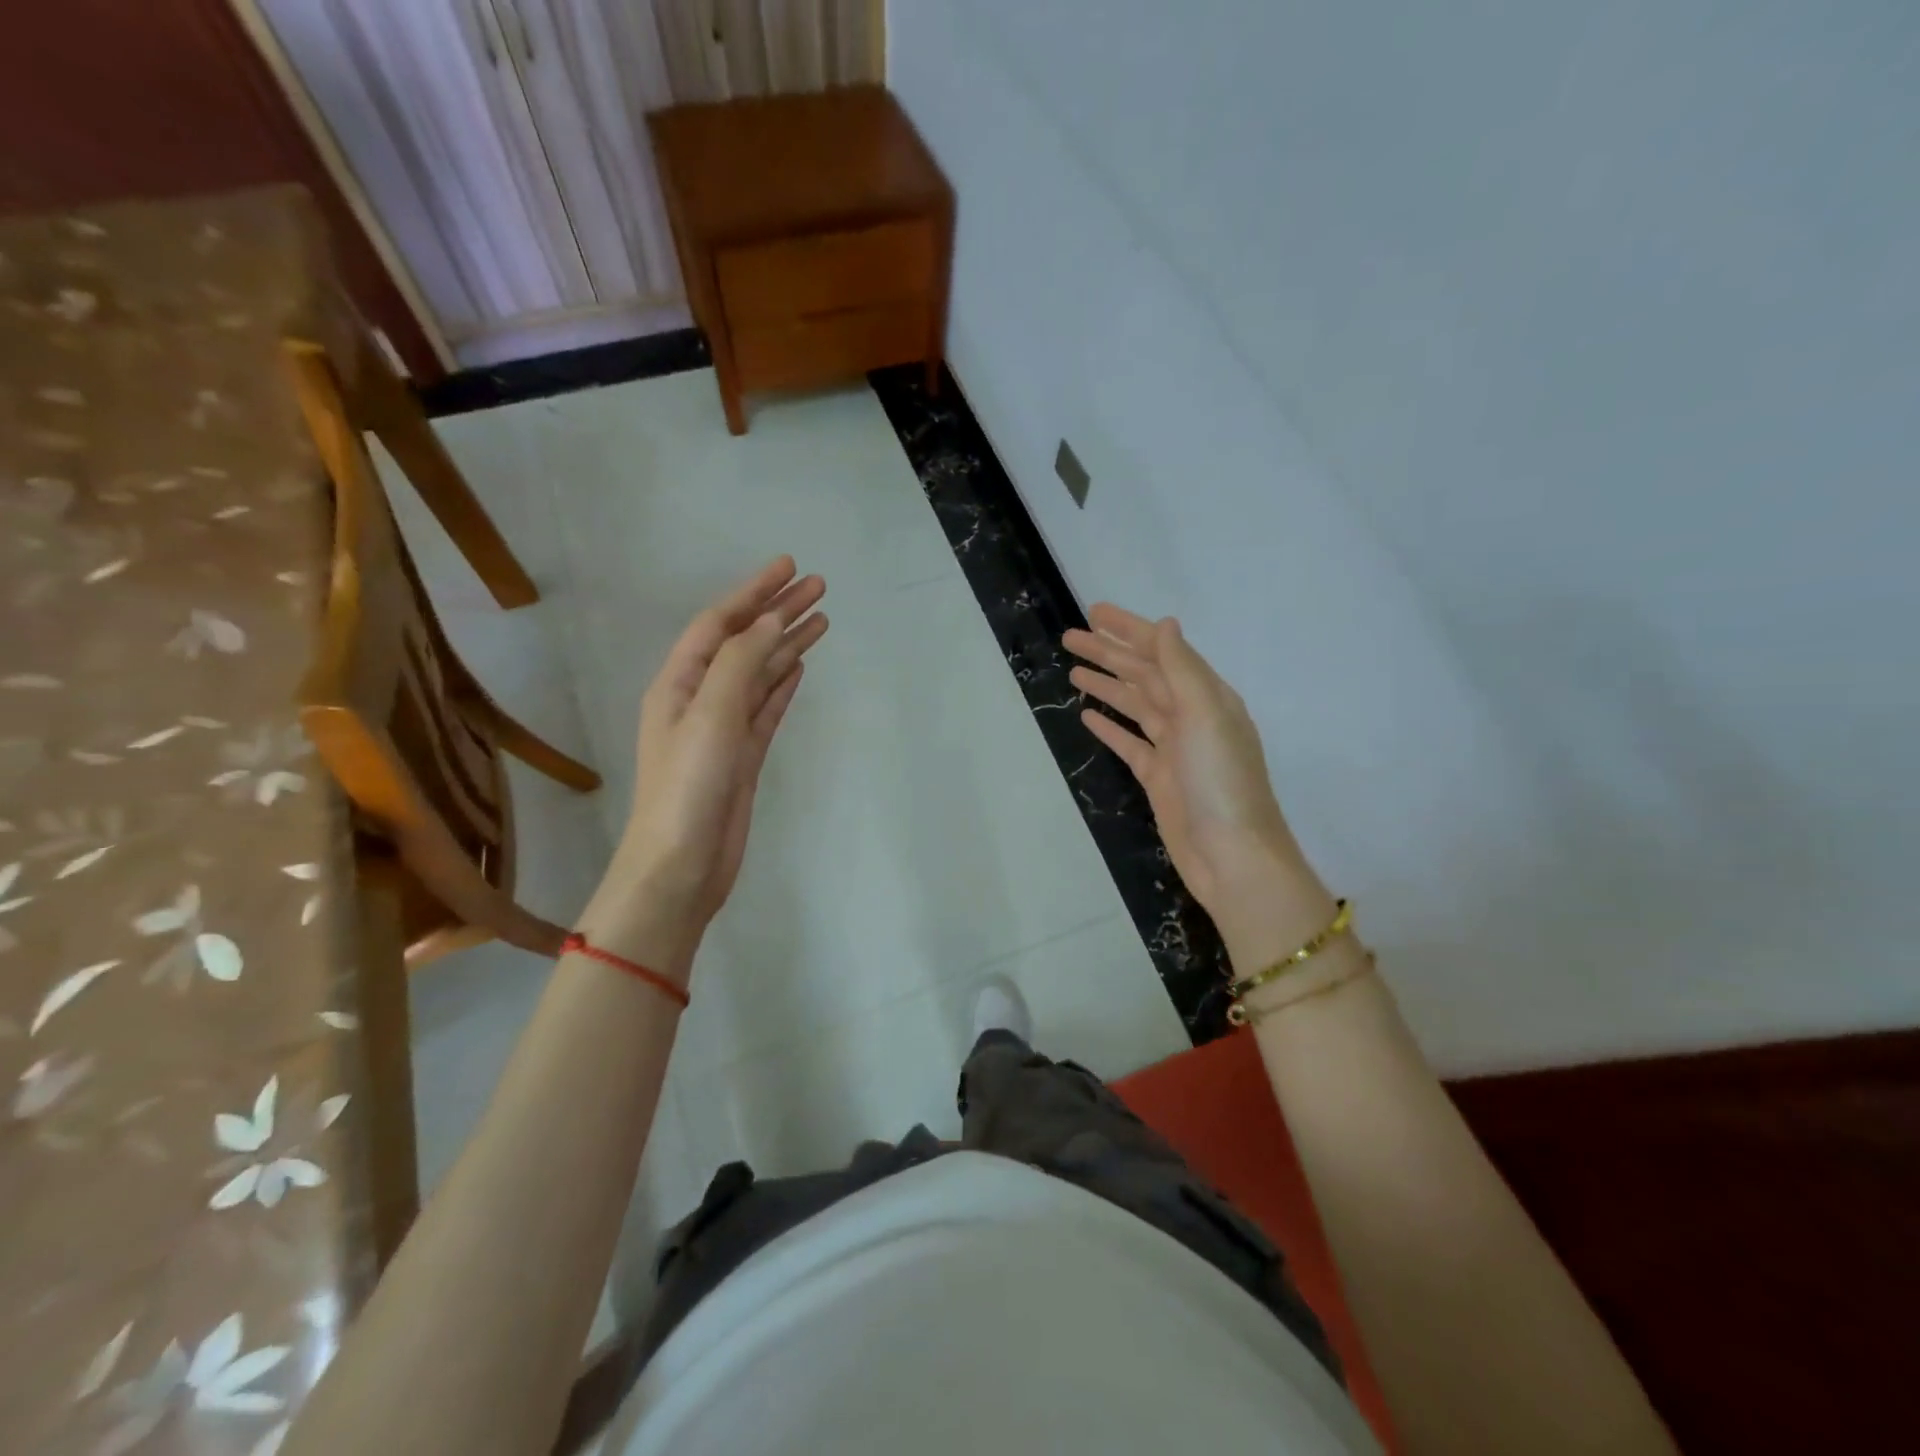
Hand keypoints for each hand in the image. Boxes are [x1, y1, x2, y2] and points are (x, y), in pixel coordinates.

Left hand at [587, 557, 827, 962]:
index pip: (719, 623)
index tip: (789, 567)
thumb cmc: (688, 787)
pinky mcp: (743, 756)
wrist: (681, 865)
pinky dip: (784, 684)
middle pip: (744, 643)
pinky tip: (801, 667)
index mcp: (679, 683)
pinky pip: (767, 707)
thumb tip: (770, 621)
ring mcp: (723, 729)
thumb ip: (740, 662)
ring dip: (788, 645)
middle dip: (778, 612)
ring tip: (822, 620)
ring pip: (761, 674)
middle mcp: (699, 698)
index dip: (753, 592)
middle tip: (819, 587)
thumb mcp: (710, 715)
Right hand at [1064, 605, 1330, 946]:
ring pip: (1134, 706)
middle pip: (1144, 675)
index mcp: (1207, 696)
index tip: (1094, 613)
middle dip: (1109, 653)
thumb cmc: (1221, 782)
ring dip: (1106, 685)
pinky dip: (1110, 727)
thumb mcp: (1205, 716)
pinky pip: (1130, 743)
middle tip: (1069, 637)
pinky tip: (1087, 715)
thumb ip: (1183, 669)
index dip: (1128, 630)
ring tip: (1073, 669)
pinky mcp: (1159, 778)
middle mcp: (1191, 717)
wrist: (1232, 857)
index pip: (1162, 651)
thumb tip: (1165, 625)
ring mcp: (1174, 749)